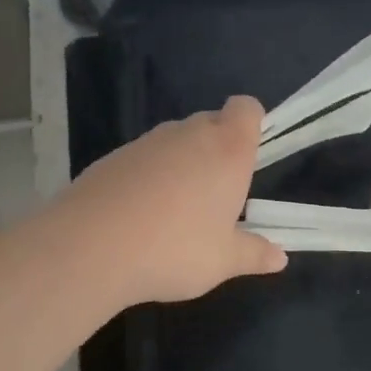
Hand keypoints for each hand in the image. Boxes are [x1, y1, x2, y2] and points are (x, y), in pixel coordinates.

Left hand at [53, 94, 286, 308]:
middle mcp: (189, 134)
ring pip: (176, 140)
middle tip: (217, 194)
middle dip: (218, 148)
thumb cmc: (174, 249)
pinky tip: (139, 214)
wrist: (90, 247)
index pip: (246, 108)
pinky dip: (149, 175)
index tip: (249, 154)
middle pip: (212, 122)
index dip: (252, 122)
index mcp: (227, 150)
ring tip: (176, 210)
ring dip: (182, 162)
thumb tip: (280, 258)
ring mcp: (148, 142)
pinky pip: (144, 157)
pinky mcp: (114, 156)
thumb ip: (254, 254)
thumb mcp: (222, 261)